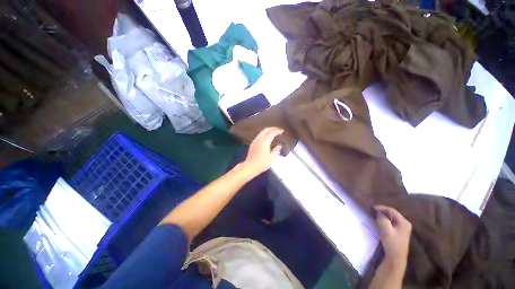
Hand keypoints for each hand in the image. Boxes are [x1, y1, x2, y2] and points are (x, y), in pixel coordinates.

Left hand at [241, 127, 283, 176]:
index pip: (272, 133)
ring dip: (267, 131)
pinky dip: (264, 134)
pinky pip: (259, 136)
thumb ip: (276, 151)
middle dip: (272, 128)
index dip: (277, 131)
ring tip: (272, 132)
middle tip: (277, 129)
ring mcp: (255, 141)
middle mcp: (259, 139)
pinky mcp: (252, 144)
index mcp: (264, 142)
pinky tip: (266, 138)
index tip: (282, 130)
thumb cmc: (262, 163)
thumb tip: (279, 146)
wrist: (250, 166)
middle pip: (265, 130)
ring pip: (261, 132)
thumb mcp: (271, 158)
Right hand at [374, 205, 411, 266]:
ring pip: (391, 218)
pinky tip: (380, 222)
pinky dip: (385, 221)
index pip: (392, 210)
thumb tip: (378, 213)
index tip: (372, 208)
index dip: (382, 208)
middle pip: (392, 214)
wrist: (395, 258)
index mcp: (404, 222)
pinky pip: (391, 223)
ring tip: (375, 216)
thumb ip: (382, 219)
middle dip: (382, 212)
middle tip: (373, 211)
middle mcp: (405, 224)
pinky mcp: (399, 233)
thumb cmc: (392, 243)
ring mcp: (403, 229)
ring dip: (383, 216)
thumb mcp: (386, 230)